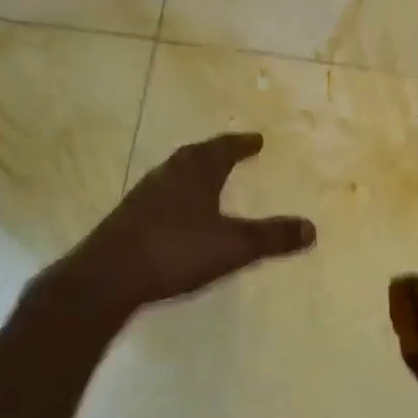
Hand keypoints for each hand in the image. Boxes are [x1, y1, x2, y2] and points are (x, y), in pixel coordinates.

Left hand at [64, 133, 315, 314]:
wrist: (106, 277)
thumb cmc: (175, 252)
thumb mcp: (233, 247)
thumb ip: (271, 237)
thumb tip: (312, 228)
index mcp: (196, 172)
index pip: (223, 148)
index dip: (242, 144)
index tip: (256, 140)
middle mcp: (169, 175)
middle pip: (195, 155)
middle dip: (216, 152)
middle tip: (232, 151)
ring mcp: (143, 195)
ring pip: (174, 173)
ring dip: (192, 171)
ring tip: (206, 177)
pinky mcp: (126, 218)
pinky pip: (159, 194)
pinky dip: (175, 194)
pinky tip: (176, 213)